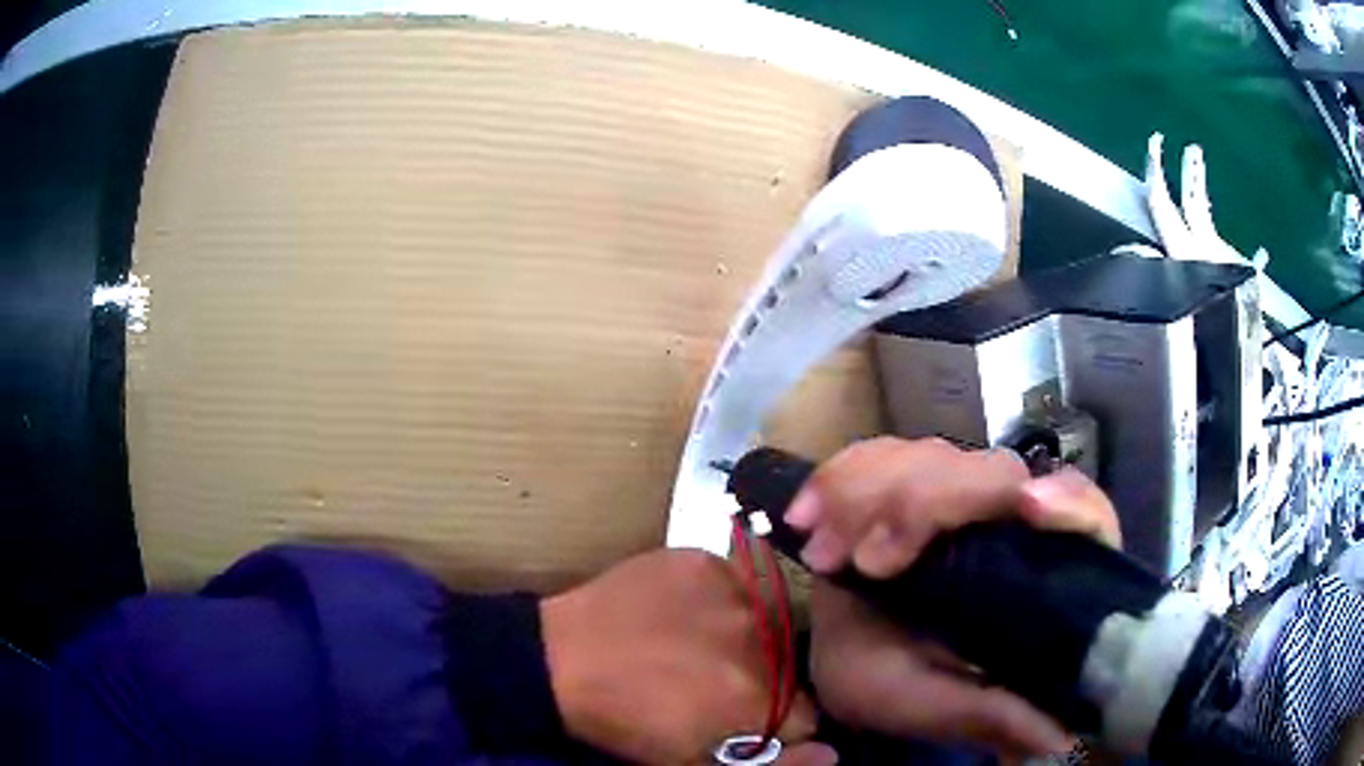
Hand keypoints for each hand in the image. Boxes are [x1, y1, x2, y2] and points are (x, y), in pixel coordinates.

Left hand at [540, 549, 836, 764]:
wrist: (560, 660)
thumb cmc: (624, 723)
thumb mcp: (690, 762)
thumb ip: (774, 765)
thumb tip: (831, 753)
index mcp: (759, 699)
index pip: (806, 714)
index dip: (776, 723)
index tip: (744, 720)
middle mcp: (760, 642)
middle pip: (789, 668)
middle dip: (763, 681)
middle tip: (713, 682)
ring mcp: (732, 593)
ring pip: (767, 623)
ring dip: (745, 638)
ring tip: (697, 646)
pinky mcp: (702, 561)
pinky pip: (734, 583)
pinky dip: (717, 600)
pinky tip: (682, 612)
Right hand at [793, 437, 1120, 757]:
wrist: (840, 661)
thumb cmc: (899, 688)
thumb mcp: (941, 708)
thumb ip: (991, 715)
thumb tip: (1063, 737)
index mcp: (1035, 574)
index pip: (1082, 515)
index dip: (1069, 501)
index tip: (1029, 507)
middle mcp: (1004, 523)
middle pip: (994, 473)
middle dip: (923, 505)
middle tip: (863, 564)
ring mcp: (954, 497)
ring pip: (935, 457)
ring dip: (872, 492)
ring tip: (823, 552)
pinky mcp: (911, 484)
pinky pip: (884, 455)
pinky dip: (844, 475)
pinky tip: (809, 511)